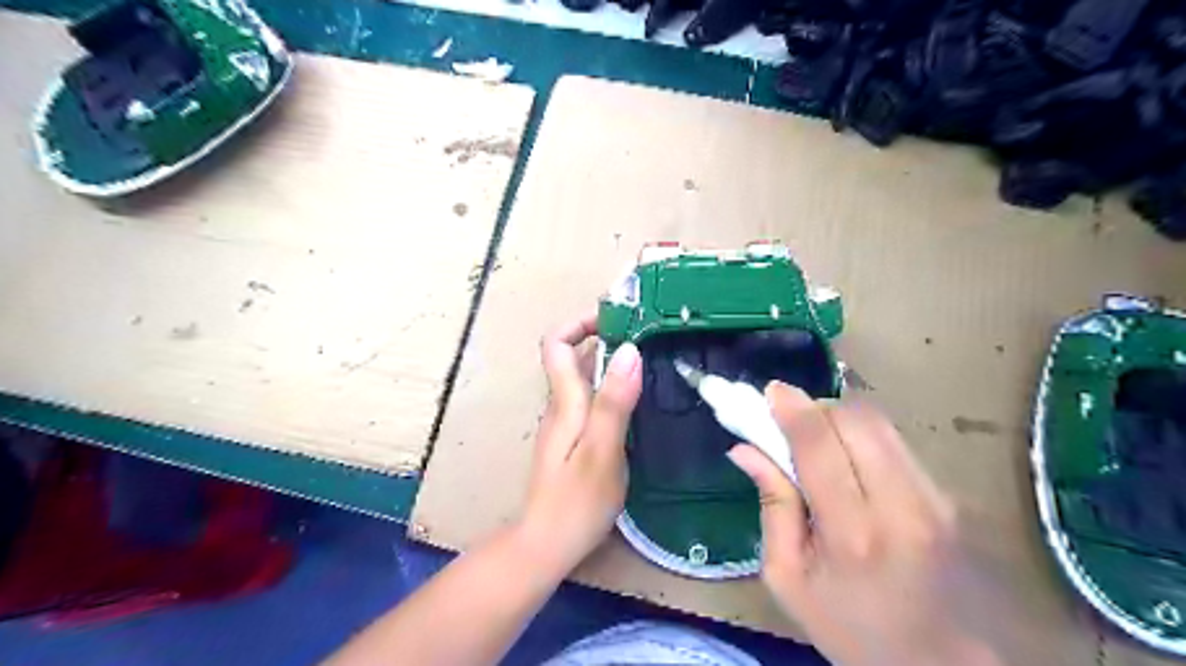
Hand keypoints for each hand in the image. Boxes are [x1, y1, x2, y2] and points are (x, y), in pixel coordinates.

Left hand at [520, 311, 645, 576]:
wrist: (547, 545)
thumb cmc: (576, 501)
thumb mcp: (603, 450)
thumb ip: (614, 401)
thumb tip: (629, 350)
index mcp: (564, 402)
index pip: (555, 343)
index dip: (579, 322)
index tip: (616, 318)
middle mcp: (560, 406)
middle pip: (570, 356)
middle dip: (603, 337)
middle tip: (645, 335)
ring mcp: (565, 424)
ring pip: (582, 378)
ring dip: (610, 362)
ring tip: (648, 361)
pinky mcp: (573, 441)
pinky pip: (590, 400)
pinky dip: (611, 388)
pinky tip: (637, 401)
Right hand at [735, 382, 1007, 665]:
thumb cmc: (853, 630)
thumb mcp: (789, 579)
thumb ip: (771, 506)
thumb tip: (744, 449)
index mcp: (852, 535)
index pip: (819, 445)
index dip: (792, 408)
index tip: (770, 392)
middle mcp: (902, 506)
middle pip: (856, 420)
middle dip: (816, 408)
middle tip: (792, 423)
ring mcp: (936, 499)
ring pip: (881, 424)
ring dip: (841, 418)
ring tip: (819, 442)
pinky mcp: (951, 498)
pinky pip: (898, 443)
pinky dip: (864, 437)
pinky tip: (851, 463)